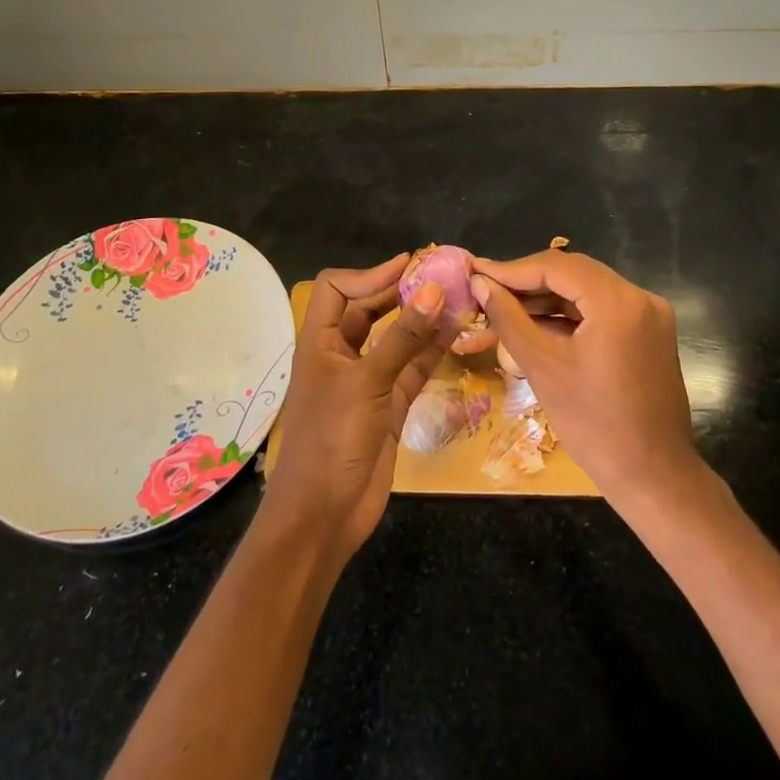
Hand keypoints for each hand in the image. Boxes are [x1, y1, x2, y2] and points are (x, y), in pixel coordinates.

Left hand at [261, 255, 454, 561]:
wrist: (324, 514)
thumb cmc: (332, 439)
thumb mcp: (367, 382)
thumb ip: (403, 337)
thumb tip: (434, 289)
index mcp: (320, 341)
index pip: (338, 289)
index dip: (370, 274)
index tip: (409, 266)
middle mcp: (342, 353)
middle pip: (370, 309)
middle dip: (401, 292)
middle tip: (442, 276)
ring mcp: (368, 379)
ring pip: (397, 337)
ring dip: (424, 319)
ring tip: (459, 298)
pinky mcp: (391, 404)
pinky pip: (414, 367)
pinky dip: (433, 350)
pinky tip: (459, 333)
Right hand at [470, 249, 697, 514]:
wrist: (653, 476)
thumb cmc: (593, 425)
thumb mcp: (543, 367)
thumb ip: (509, 318)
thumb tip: (481, 284)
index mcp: (618, 301)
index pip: (556, 266)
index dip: (512, 269)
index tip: (475, 272)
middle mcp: (640, 297)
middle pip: (574, 273)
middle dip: (528, 281)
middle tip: (486, 289)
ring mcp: (650, 315)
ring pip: (587, 291)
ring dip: (547, 299)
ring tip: (503, 308)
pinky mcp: (650, 334)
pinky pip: (603, 311)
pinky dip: (570, 316)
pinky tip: (537, 325)